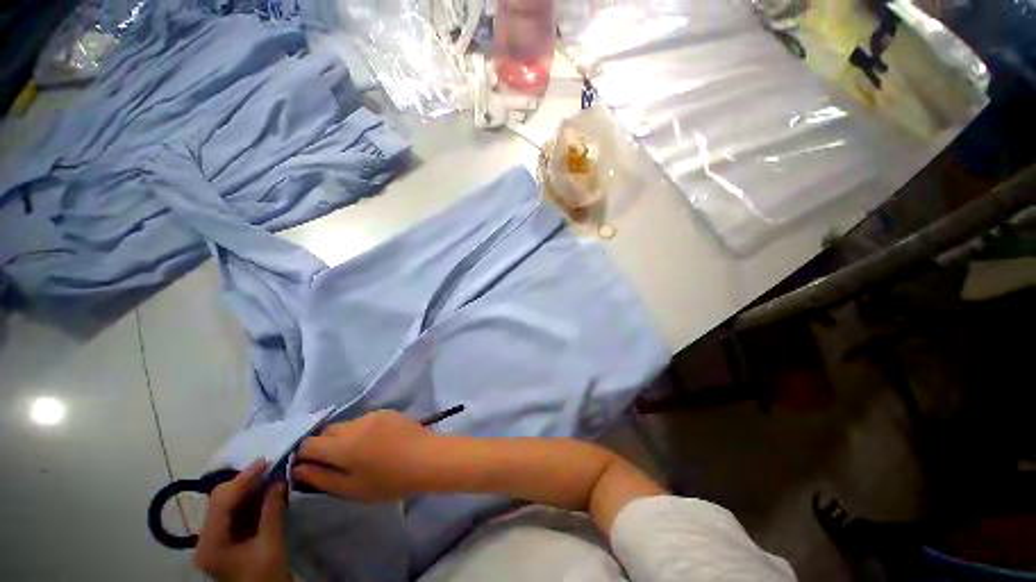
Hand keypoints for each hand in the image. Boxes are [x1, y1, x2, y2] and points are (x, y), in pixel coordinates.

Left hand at [194, 459, 290, 581]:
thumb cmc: (266, 576)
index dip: (243, 479)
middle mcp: (205, 539)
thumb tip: (279, 479)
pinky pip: (233, 512)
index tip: (266, 461)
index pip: (222, 502)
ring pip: (226, 504)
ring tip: (271, 477)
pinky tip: (265, 493)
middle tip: (271, 468)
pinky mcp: (222, 540)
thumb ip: (273, 511)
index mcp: (210, 544)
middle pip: (220, 501)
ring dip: (249, 490)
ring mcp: (212, 540)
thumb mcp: (271, 544)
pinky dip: (249, 500)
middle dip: (245, 483)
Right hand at [292, 410, 440, 501]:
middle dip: (323, 445)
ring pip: (345, 425)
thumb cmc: (389, 481)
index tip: (311, 467)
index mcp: (342, 445)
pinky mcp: (386, 411)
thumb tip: (298, 468)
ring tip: (357, 454)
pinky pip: (364, 420)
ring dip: (343, 437)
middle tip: (335, 463)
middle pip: (327, 431)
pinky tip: (374, 443)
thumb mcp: (352, 489)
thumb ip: (321, 478)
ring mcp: (372, 414)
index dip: (304, 455)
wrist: (427, 457)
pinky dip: (360, 430)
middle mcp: (354, 425)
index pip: (309, 443)